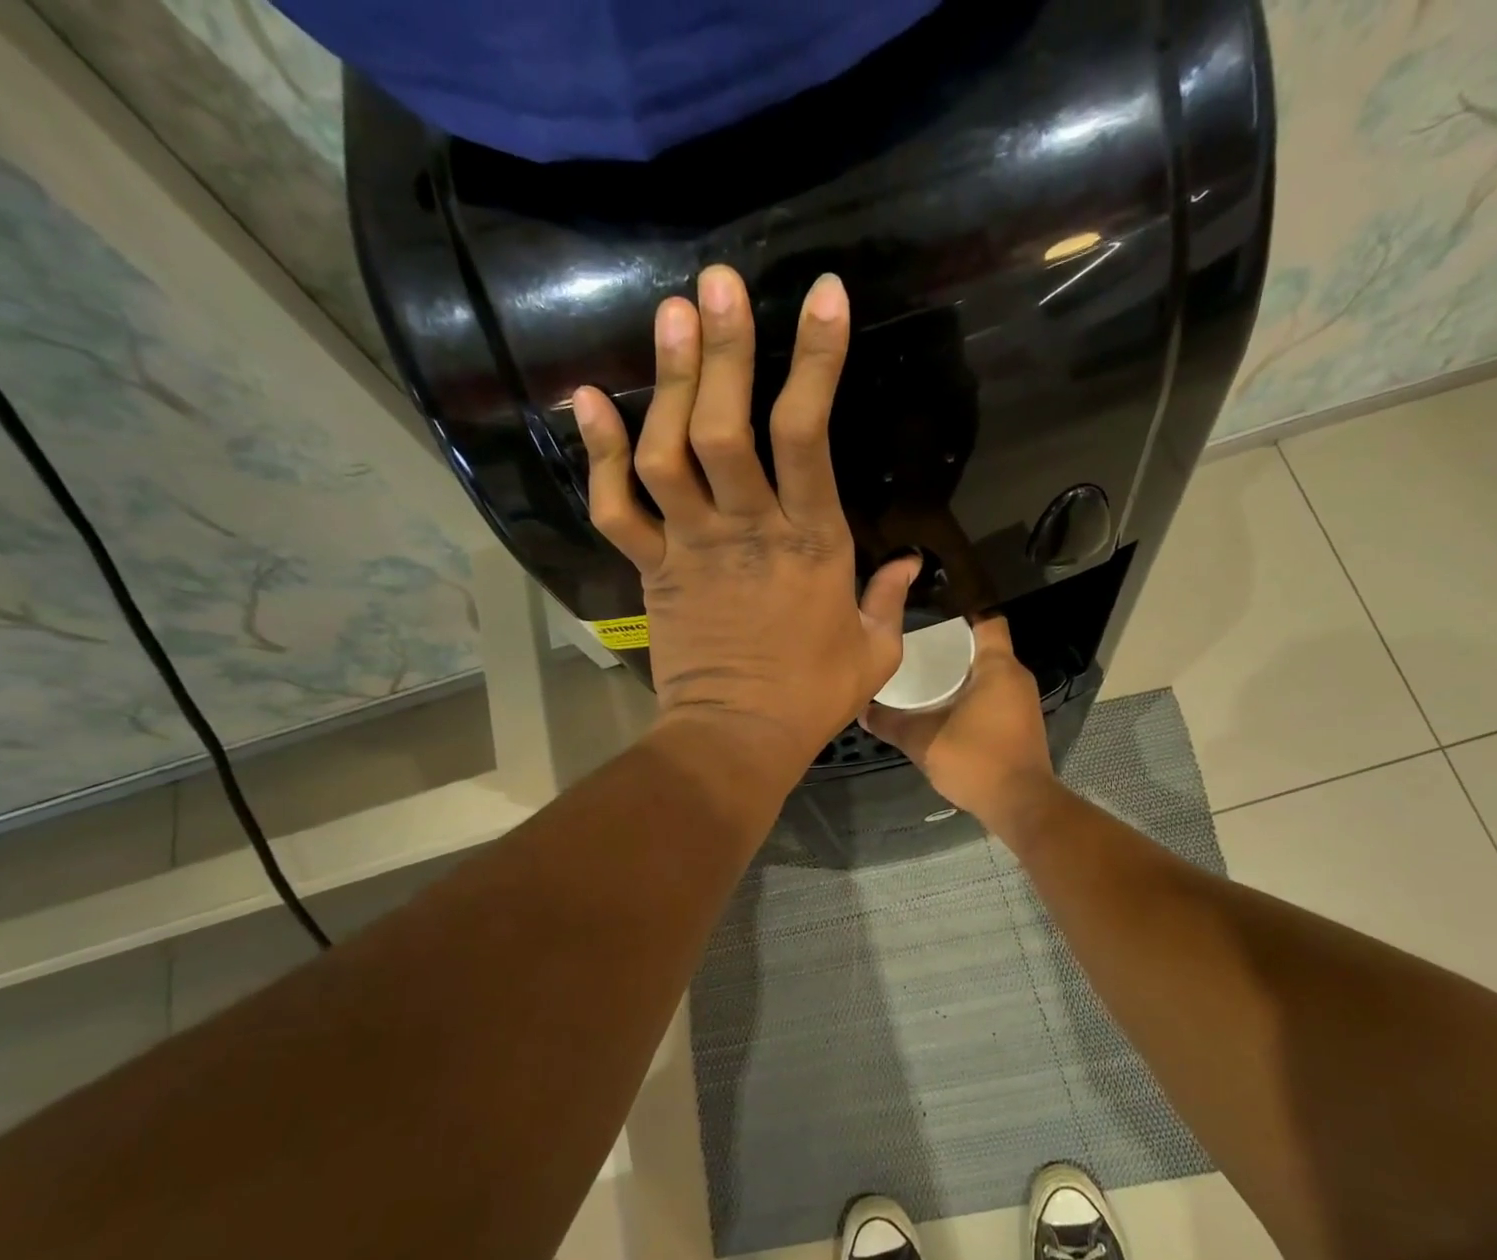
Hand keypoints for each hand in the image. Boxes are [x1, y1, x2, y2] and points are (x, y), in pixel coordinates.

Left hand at [573, 266, 919, 772]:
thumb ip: (891, 600)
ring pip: (671, 453)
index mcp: (813, 544)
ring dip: (668, 383)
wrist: (737, 739)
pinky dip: (598, 454)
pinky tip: (588, 400)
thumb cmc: (812, 698)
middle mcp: (749, 530)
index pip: (810, 437)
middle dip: (726, 350)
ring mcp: (692, 547)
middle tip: (717, 282)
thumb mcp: (874, 652)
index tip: (822, 295)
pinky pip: (617, 507)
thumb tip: (909, 562)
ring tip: (670, 316)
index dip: (816, 361)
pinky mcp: (653, 570)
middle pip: (729, 428)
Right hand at [862, 617, 1056, 835]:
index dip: (961, 609)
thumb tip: (862, 710)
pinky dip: (973, 694)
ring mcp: (1023, 701)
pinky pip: (995, 695)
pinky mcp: (1022, 724)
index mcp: (998, 667)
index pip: (986, 618)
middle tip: (916, 644)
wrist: (1020, 805)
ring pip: (990, 673)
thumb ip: (892, 723)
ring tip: (925, 674)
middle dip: (953, 645)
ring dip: (962, 673)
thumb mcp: (923, 741)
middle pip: (985, 646)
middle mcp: (1016, 677)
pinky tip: (946, 706)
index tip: (931, 610)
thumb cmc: (976, 760)